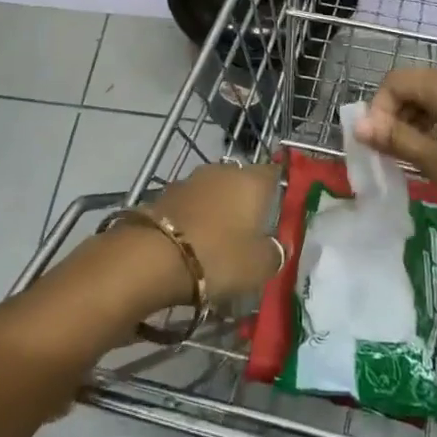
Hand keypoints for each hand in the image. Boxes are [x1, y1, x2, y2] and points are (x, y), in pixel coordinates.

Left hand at [133, 162, 283, 303]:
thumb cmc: (219, 256)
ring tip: (220, 239)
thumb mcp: (259, 266)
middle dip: (246, 201)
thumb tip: (279, 245)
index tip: (282, 209)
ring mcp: (193, 179)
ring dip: (219, 208)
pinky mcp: (167, 192)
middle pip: (242, 181)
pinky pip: (192, 203)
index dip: (280, 189)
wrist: (155, 256)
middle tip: (251, 231)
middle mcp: (224, 170)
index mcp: (252, 181)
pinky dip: (196, 217)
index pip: (274, 173)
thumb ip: (276, 252)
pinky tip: (194, 240)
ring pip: (215, 190)